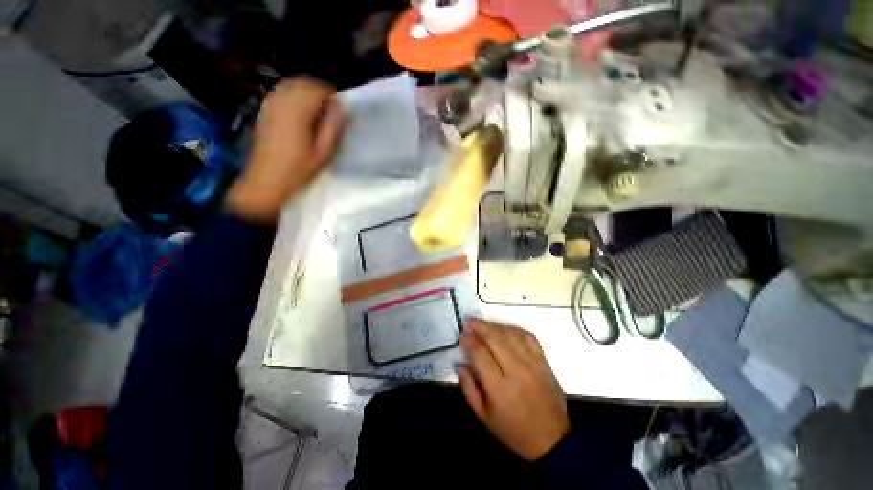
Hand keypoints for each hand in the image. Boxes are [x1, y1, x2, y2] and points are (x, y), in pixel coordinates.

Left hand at [226, 77, 343, 221]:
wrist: (266, 181)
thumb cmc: (299, 169)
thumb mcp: (324, 152)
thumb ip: (333, 127)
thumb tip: (341, 107)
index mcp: (298, 110)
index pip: (318, 89)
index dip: (332, 97)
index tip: (340, 112)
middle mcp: (281, 100)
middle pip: (304, 83)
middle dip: (320, 92)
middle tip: (330, 112)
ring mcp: (269, 103)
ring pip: (292, 85)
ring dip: (307, 93)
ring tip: (317, 113)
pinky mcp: (264, 110)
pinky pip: (281, 92)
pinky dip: (294, 96)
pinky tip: (300, 114)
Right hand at [458, 319, 569, 460]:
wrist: (552, 439)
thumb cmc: (513, 430)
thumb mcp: (483, 416)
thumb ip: (468, 387)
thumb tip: (460, 363)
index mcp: (499, 388)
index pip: (480, 354)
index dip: (469, 341)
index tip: (462, 335)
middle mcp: (516, 371)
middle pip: (495, 338)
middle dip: (479, 326)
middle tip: (469, 322)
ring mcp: (532, 363)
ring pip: (510, 334)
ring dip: (494, 325)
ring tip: (483, 324)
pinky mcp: (544, 361)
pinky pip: (527, 336)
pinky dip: (513, 328)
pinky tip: (504, 328)